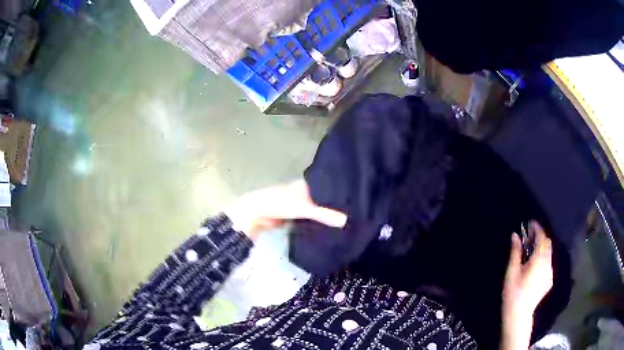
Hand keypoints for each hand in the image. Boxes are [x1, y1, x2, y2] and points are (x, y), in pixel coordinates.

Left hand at [225, 180, 346, 239]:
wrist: (256, 214)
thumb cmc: (279, 203)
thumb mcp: (303, 208)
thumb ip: (324, 214)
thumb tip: (346, 221)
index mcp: (306, 185)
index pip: (327, 186)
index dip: (339, 192)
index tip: (355, 198)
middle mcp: (304, 193)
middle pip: (322, 200)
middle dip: (333, 206)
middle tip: (353, 214)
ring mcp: (298, 206)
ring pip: (315, 211)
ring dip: (324, 216)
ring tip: (345, 222)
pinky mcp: (293, 217)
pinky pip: (308, 220)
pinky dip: (315, 224)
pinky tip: (328, 230)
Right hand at [500, 221, 552, 349]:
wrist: (519, 315)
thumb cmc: (513, 293)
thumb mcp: (512, 272)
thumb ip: (515, 252)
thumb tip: (515, 235)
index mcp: (539, 261)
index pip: (542, 238)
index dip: (537, 228)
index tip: (530, 223)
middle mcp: (547, 264)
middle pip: (547, 244)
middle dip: (540, 237)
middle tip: (529, 236)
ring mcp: (550, 273)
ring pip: (548, 253)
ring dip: (542, 247)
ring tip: (531, 250)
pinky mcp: (549, 280)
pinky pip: (548, 263)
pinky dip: (543, 258)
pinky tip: (535, 265)